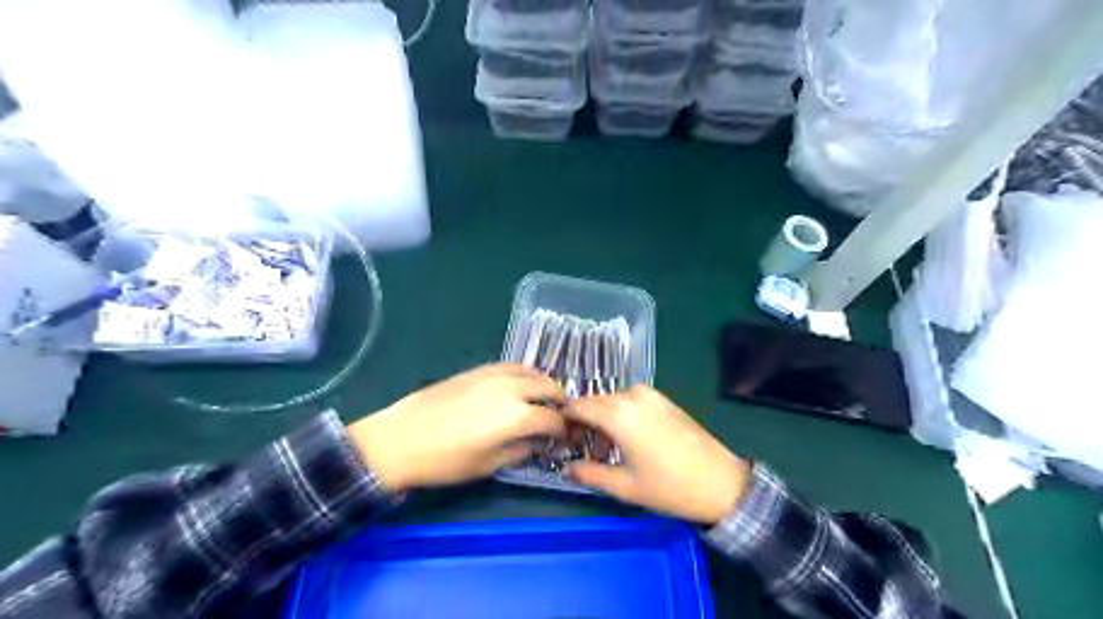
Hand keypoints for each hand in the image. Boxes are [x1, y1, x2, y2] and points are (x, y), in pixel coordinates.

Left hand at [347, 364, 567, 491]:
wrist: (400, 439)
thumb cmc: (445, 461)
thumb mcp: (488, 464)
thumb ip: (520, 451)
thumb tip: (537, 443)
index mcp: (518, 415)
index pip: (553, 419)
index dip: (563, 430)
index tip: (565, 438)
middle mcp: (512, 388)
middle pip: (548, 387)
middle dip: (559, 402)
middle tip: (558, 418)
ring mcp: (494, 374)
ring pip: (531, 372)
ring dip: (543, 385)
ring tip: (541, 400)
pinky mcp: (478, 369)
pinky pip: (511, 366)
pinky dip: (523, 375)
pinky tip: (518, 387)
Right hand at [560, 386, 749, 521]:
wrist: (721, 482)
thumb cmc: (669, 487)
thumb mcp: (624, 486)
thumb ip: (588, 473)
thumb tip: (565, 469)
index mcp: (618, 413)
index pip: (576, 406)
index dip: (564, 422)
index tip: (562, 441)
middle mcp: (632, 395)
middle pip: (594, 402)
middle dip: (584, 423)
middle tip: (585, 451)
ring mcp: (650, 395)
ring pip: (613, 402)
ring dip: (603, 421)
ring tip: (609, 452)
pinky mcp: (664, 399)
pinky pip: (631, 402)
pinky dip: (621, 416)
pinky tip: (629, 441)